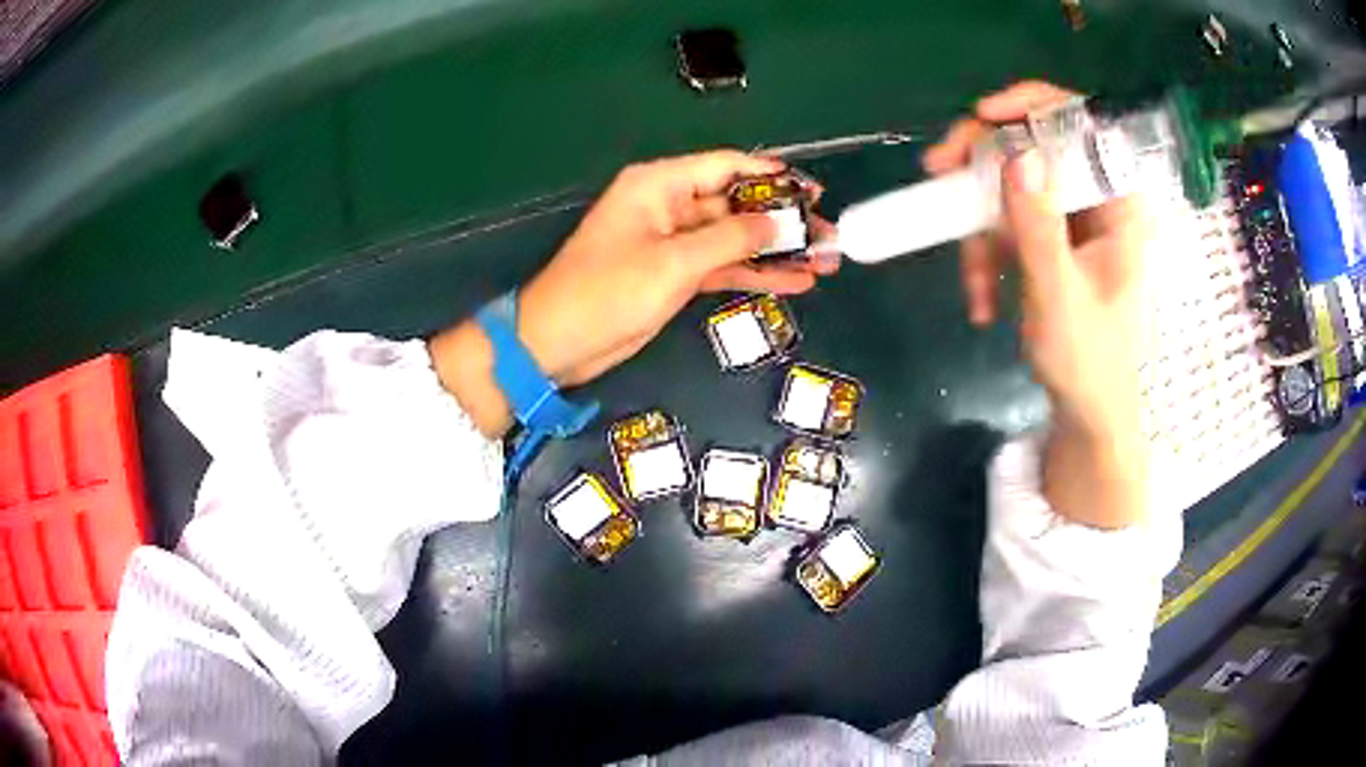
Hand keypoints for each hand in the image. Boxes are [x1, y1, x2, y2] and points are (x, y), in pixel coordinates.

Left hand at [519, 150, 838, 386]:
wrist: (558, 344)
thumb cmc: (607, 292)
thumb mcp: (673, 262)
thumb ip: (731, 238)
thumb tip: (778, 224)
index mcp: (659, 184)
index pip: (726, 166)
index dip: (772, 175)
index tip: (812, 191)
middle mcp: (669, 206)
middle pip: (737, 204)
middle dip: (783, 221)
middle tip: (830, 235)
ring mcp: (674, 243)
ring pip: (735, 238)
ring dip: (777, 251)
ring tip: (826, 261)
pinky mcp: (676, 275)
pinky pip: (724, 266)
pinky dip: (756, 273)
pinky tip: (795, 281)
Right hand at [927, 81, 1150, 527]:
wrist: (1087, 413)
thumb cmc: (1089, 362)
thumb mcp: (1059, 296)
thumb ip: (1040, 227)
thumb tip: (1016, 155)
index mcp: (1119, 204)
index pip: (1083, 122)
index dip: (1032, 105)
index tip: (983, 115)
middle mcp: (1095, 200)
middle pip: (1034, 144)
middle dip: (983, 164)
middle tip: (936, 172)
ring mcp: (1069, 220)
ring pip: (1011, 187)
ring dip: (979, 230)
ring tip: (972, 289)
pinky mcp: (1048, 241)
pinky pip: (1007, 223)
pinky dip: (986, 257)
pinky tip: (982, 304)